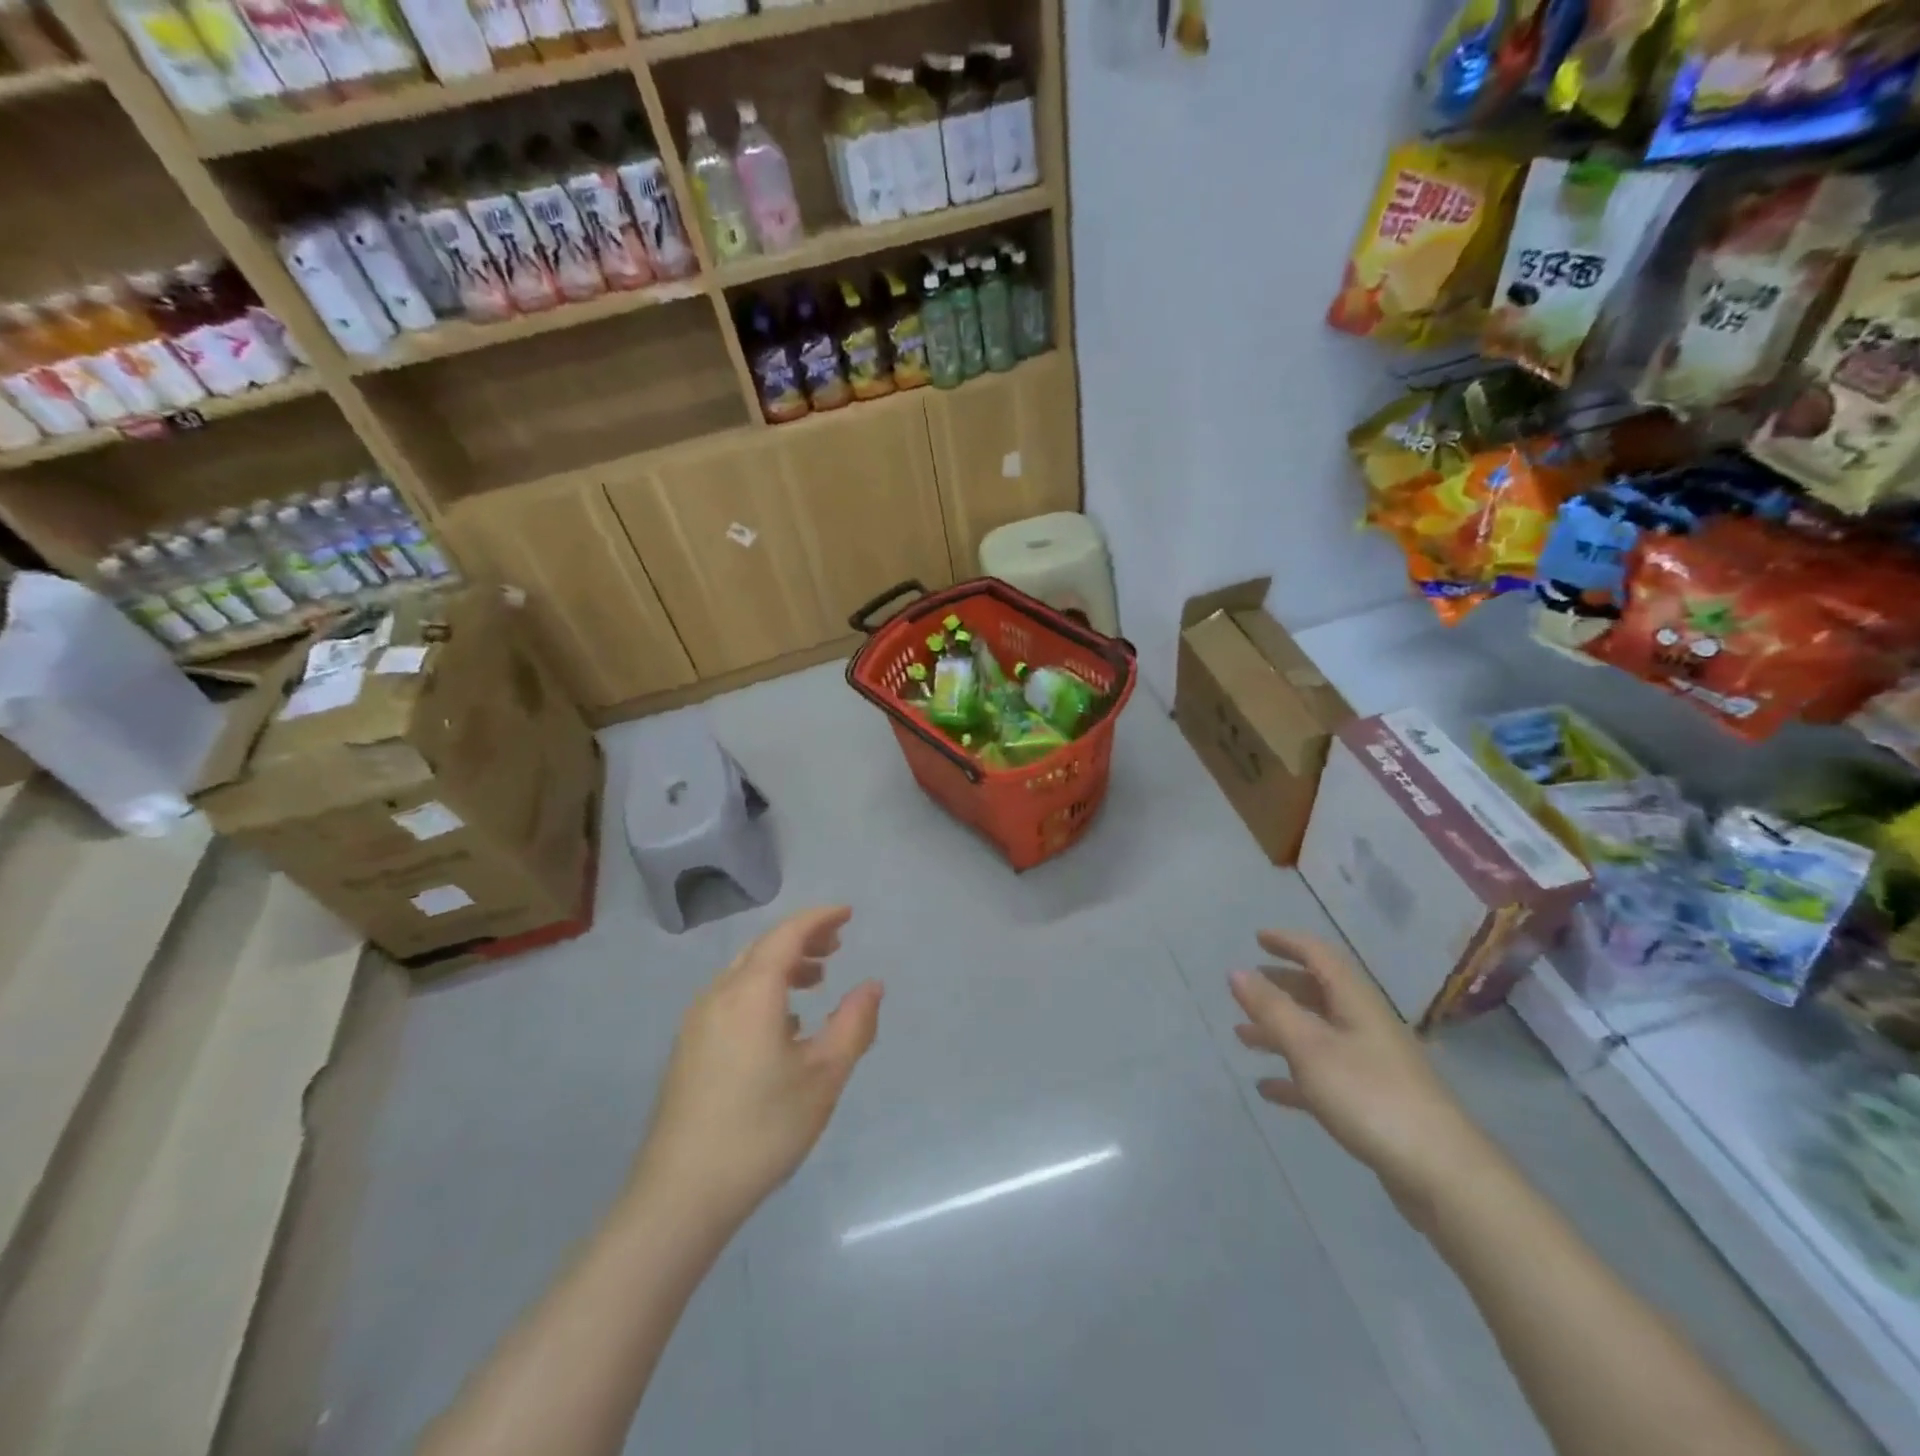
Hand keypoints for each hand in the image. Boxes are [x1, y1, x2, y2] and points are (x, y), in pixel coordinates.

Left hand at [634, 906, 882, 1228]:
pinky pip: (730, 997)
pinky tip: (782, 1023)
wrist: (681, 1194)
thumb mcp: (824, 1076)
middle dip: (802, 939)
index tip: (848, 914)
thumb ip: (854, 1024)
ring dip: (782, 965)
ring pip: (744, 973)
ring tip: (816, 980)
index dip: (819, 918)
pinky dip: (762, 990)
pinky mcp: (688, 1047)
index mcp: (751, 993)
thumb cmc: (762, 1129)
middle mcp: (719, 995)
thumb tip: (872, 985)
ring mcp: (697, 1021)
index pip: (787, 934)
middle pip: (763, 948)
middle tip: (838, 945)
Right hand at [1229, 931, 1490, 1213]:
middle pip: (1320, 994)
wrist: (1442, 1174)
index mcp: (1356, 1003)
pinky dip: (1293, 1076)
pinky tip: (1267, 1089)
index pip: (1320, 956)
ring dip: (1280, 1031)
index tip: (1257, 938)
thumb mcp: (1310, 1048)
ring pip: (1318, 1035)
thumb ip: (1271, 1008)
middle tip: (1247, 989)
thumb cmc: (1370, 1097)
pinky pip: (1324, 1077)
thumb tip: (1236, 970)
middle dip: (1281, 987)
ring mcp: (1372, 1066)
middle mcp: (1365, 1026)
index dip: (1289, 943)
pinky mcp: (1373, 1103)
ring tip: (1242, 1037)